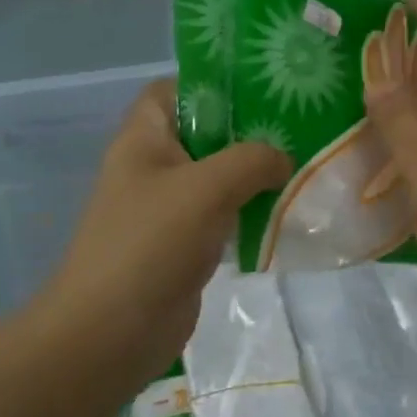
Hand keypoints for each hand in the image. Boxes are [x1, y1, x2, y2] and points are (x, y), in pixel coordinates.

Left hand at [29, 80, 289, 388]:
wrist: (112, 332)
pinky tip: (286, 212)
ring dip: (256, 175)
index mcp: (144, 139)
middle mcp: (154, 167)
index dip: (213, 84)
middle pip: (205, 133)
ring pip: (218, 177)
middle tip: (299, 127)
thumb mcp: (207, 187)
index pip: (174, 90)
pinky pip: (222, 215)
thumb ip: (252, 160)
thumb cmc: (151, 243)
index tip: (263, 89)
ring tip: (304, 166)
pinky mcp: (184, 244)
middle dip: (249, 131)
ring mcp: (168, 208)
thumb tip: (283, 159)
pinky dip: (250, 212)